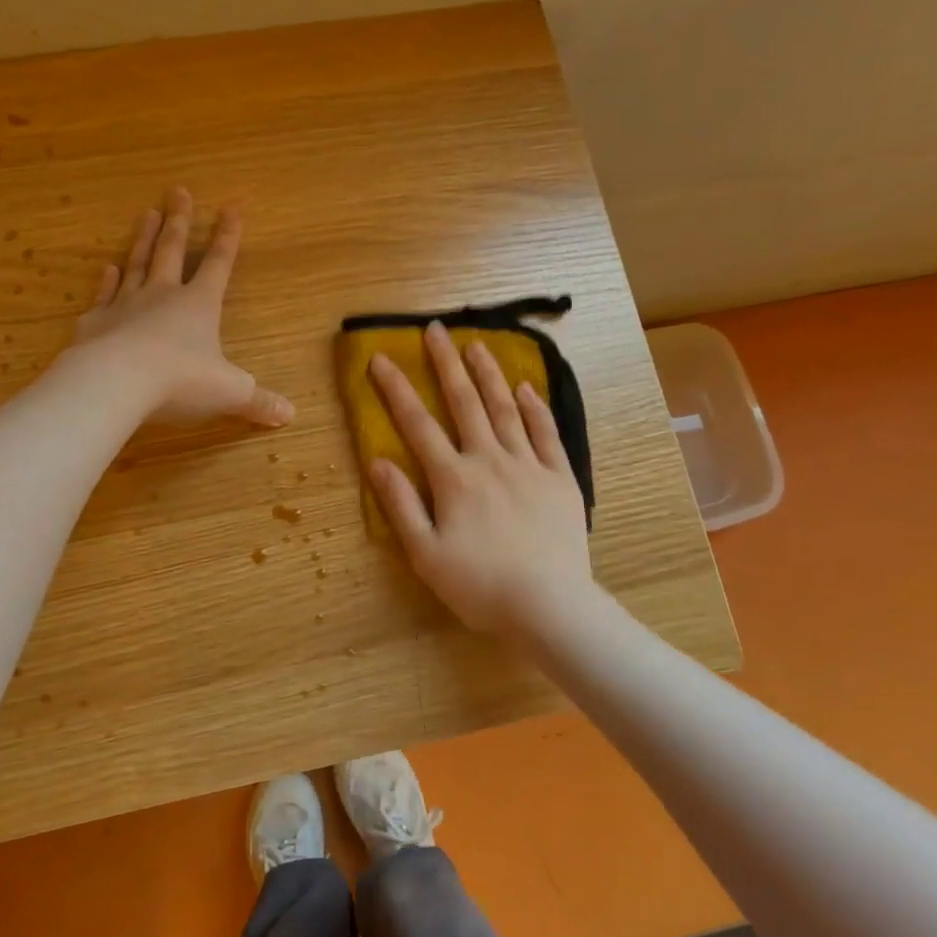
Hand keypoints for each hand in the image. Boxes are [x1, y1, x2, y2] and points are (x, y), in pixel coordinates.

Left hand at [71, 187, 293, 427]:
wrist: (116, 383)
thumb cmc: (181, 381)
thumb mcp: (230, 393)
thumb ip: (258, 401)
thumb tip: (290, 415)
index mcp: (200, 305)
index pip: (219, 264)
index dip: (228, 237)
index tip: (232, 207)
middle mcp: (163, 296)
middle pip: (172, 251)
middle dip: (179, 222)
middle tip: (178, 191)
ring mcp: (125, 305)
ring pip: (137, 263)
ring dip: (143, 238)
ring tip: (147, 213)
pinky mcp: (96, 323)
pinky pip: (104, 295)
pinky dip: (107, 281)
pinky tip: (108, 268)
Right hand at [367, 321, 592, 636]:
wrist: (548, 606)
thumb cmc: (478, 586)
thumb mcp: (425, 554)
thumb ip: (401, 505)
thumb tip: (377, 462)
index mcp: (453, 479)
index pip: (417, 425)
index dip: (396, 390)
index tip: (380, 359)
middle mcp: (489, 460)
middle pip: (464, 403)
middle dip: (446, 364)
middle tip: (435, 330)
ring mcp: (528, 466)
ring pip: (505, 409)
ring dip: (489, 374)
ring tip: (477, 344)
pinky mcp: (559, 479)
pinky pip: (546, 434)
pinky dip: (535, 408)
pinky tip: (527, 387)